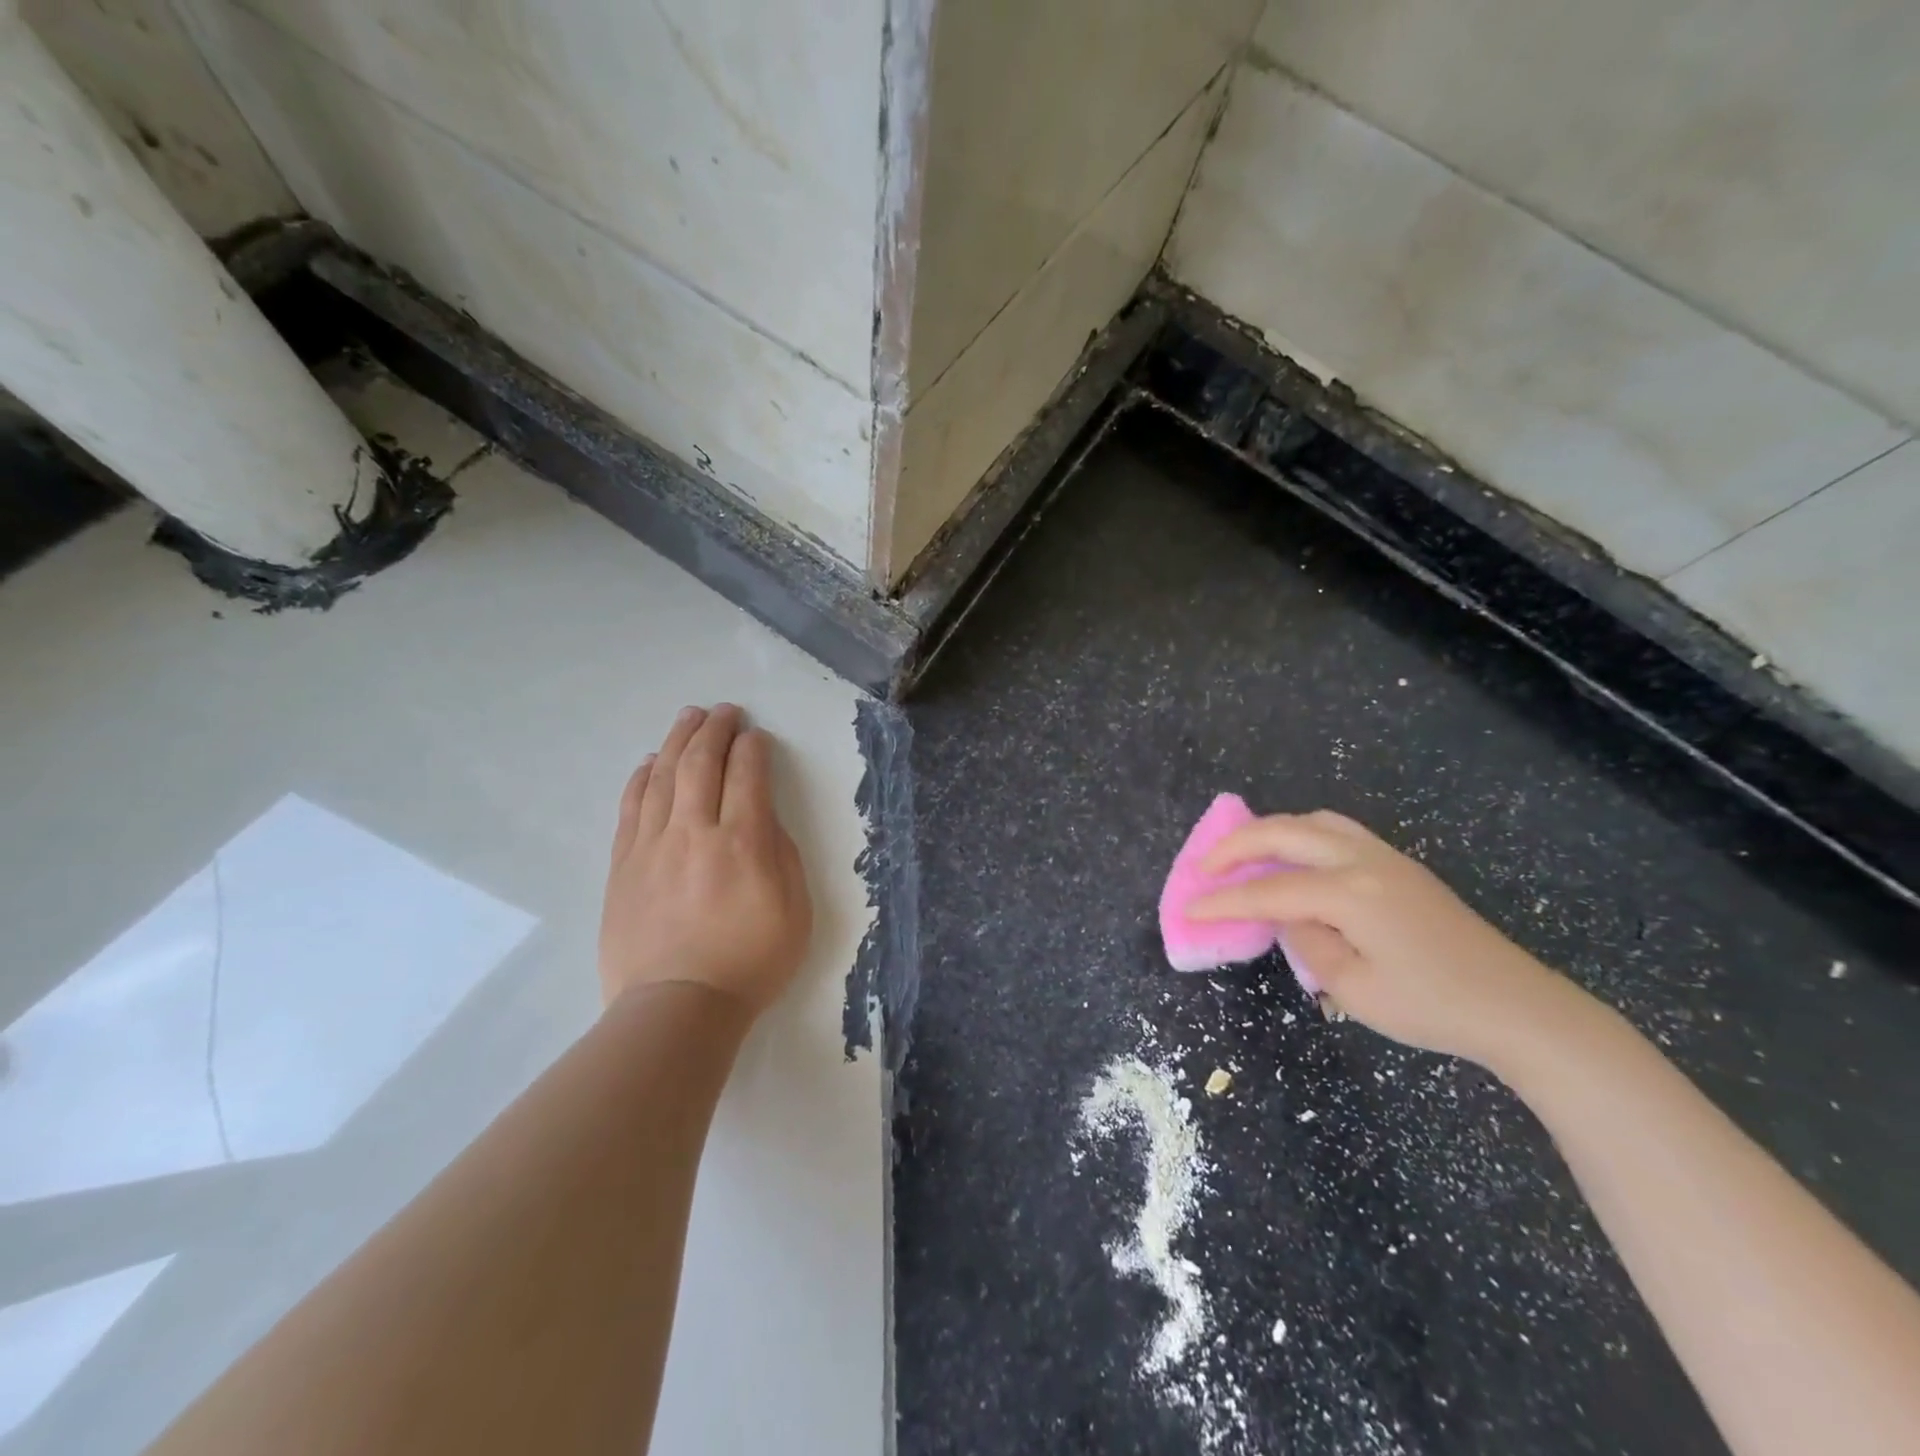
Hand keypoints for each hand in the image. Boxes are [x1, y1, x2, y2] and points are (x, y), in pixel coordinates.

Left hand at [599, 704, 812, 1015]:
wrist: (677, 1007)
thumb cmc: (750, 962)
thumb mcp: (795, 910)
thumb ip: (782, 854)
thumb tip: (762, 818)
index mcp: (743, 842)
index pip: (747, 775)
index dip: (753, 748)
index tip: (756, 736)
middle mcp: (695, 832)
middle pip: (702, 763)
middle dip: (715, 730)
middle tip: (725, 711)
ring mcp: (653, 846)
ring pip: (663, 776)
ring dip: (678, 740)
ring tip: (689, 718)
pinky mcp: (624, 864)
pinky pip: (631, 807)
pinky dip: (642, 778)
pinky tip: (649, 762)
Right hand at [1187, 810, 1572, 1064]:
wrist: (1517, 1008)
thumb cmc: (1433, 1007)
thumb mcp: (1354, 989)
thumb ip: (1307, 943)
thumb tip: (1289, 917)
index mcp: (1349, 892)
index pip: (1268, 891)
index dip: (1224, 900)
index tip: (1189, 907)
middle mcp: (1363, 860)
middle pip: (1284, 833)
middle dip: (1236, 846)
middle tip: (1204, 867)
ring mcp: (1386, 857)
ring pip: (1313, 821)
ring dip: (1270, 832)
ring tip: (1244, 855)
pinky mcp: (1400, 865)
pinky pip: (1337, 831)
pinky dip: (1301, 834)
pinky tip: (1294, 858)